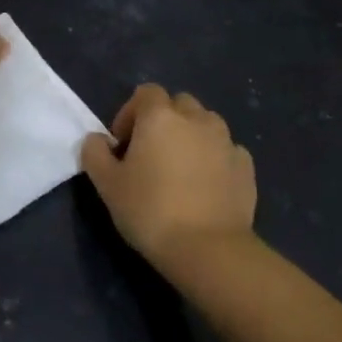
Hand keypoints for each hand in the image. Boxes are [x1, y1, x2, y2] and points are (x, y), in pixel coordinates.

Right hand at [82, 84, 256, 271]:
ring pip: (205, 124)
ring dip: (191, 136)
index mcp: (161, 116)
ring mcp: (226, 141)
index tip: (123, 145)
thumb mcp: (107, 184)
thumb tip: (96, 140)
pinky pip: (226, 150)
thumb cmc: (150, 211)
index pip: (146, 93)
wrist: (207, 249)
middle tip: (150, 154)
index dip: (130, 113)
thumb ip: (95, 153)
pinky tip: (205, 186)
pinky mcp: (246, 166)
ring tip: (180, 170)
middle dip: (163, 121)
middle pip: (178, 104)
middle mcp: (197, 119)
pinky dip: (214, 159)